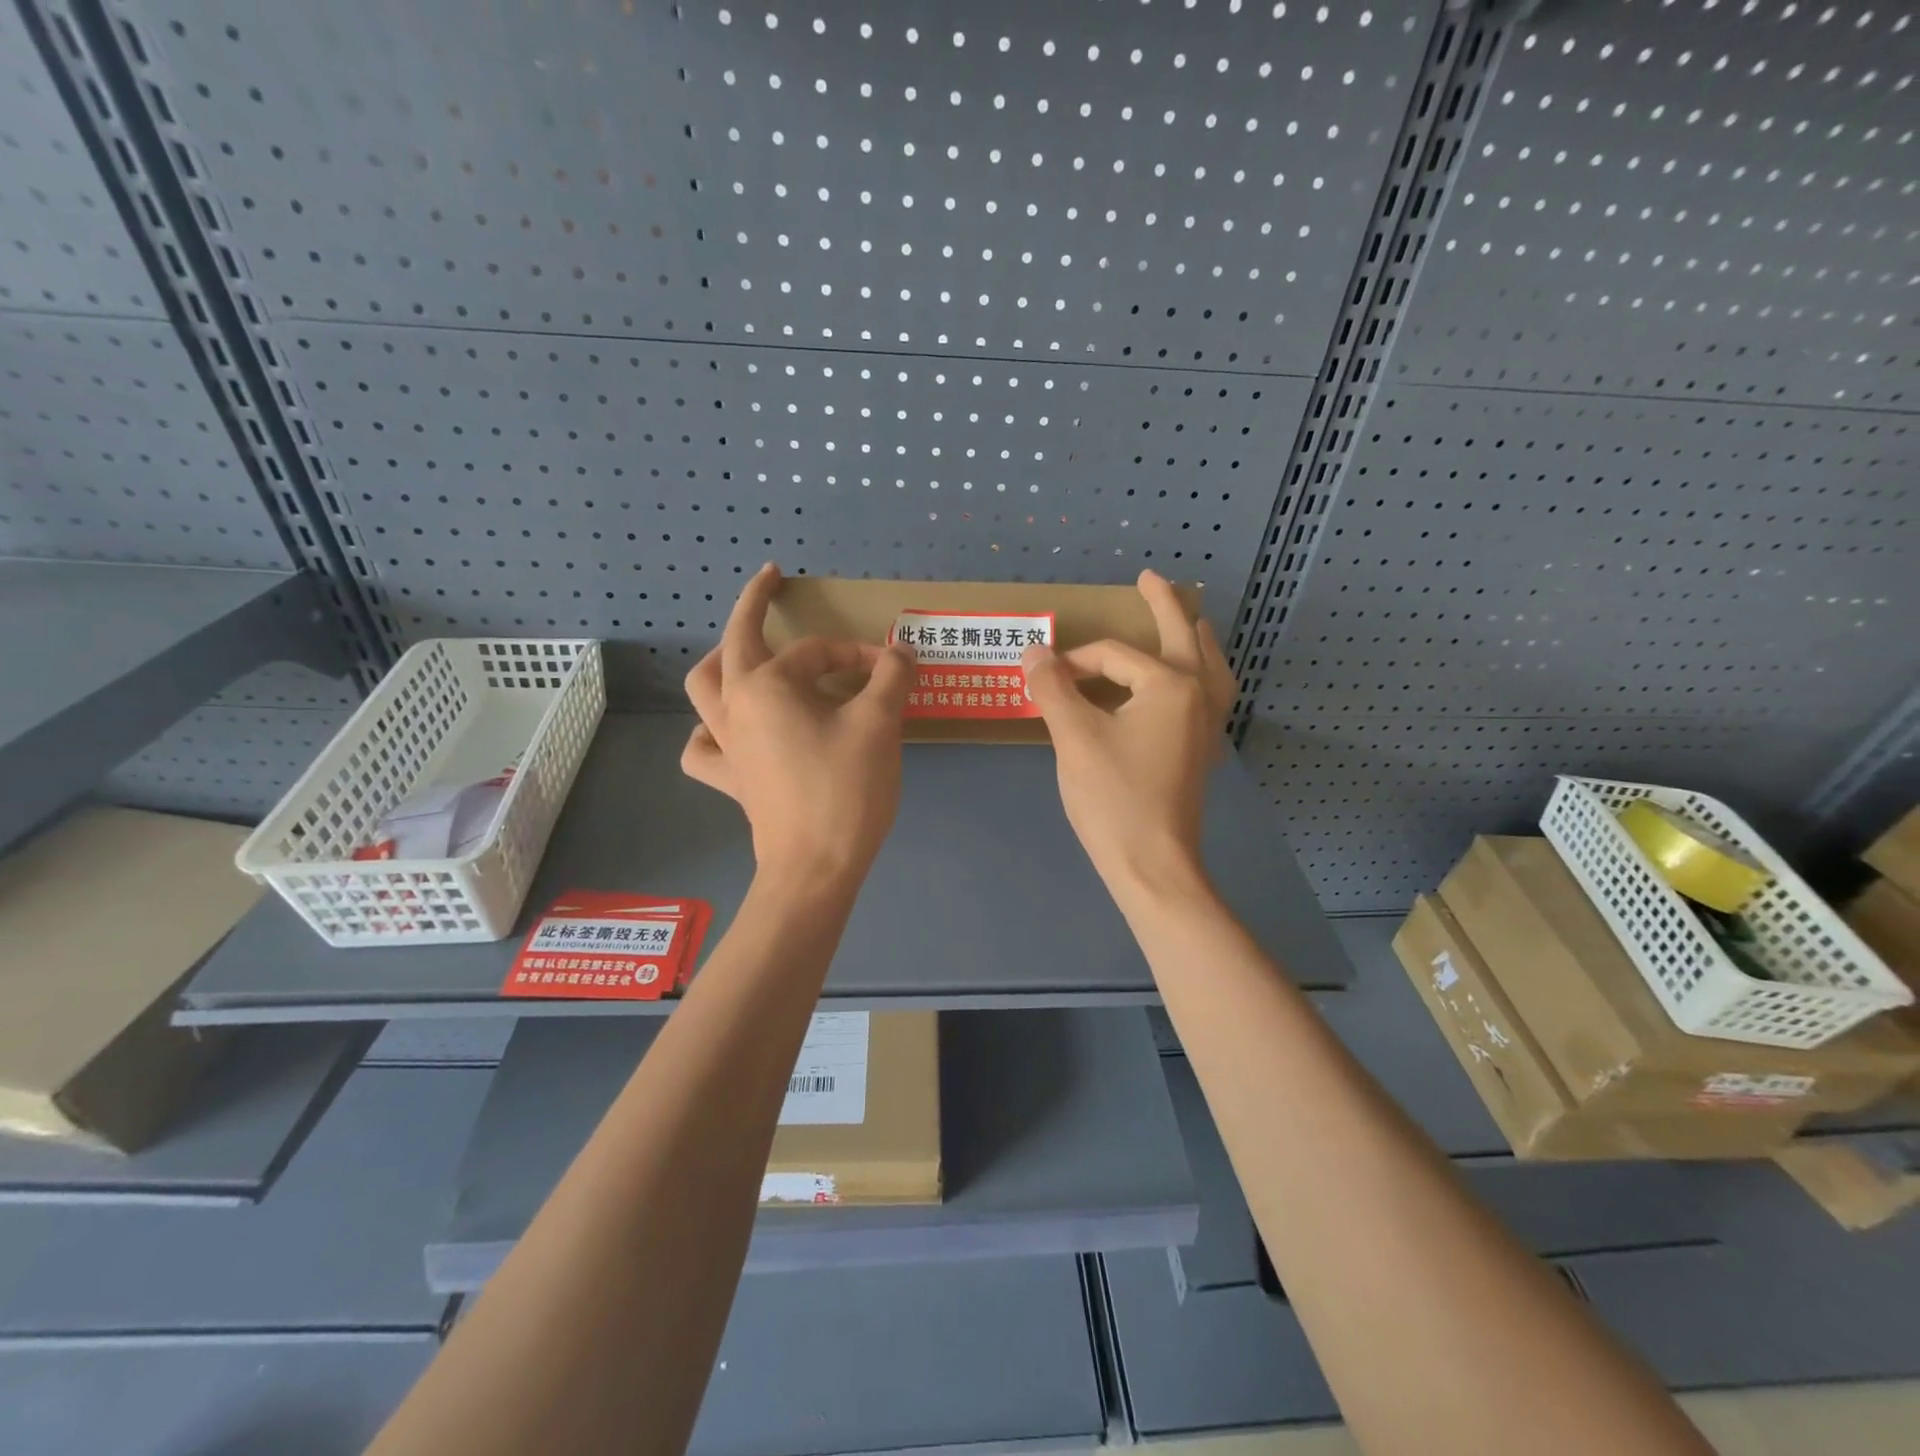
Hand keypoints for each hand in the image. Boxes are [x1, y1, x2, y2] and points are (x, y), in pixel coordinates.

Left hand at [683, 564, 915, 885]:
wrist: (815, 868)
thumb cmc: (845, 790)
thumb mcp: (879, 725)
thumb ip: (890, 677)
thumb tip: (901, 652)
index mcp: (765, 686)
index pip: (816, 652)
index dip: (858, 654)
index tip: (892, 670)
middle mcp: (734, 707)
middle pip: (734, 644)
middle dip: (752, 607)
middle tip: (769, 582)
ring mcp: (725, 746)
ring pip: (705, 690)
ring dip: (721, 663)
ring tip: (742, 655)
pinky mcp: (731, 780)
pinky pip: (704, 748)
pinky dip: (710, 733)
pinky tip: (728, 731)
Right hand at [1021, 570, 1236, 900]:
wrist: (1153, 866)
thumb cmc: (1114, 798)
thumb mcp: (1074, 737)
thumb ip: (1053, 688)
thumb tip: (1034, 651)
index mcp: (1171, 685)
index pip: (1113, 656)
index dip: (1073, 662)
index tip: (1043, 680)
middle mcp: (1198, 696)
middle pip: (1183, 638)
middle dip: (1165, 606)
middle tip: (1150, 579)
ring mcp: (1205, 726)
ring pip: (1209, 667)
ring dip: (1196, 639)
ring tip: (1192, 621)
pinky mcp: (1201, 752)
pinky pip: (1210, 696)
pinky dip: (1202, 676)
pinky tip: (1190, 683)